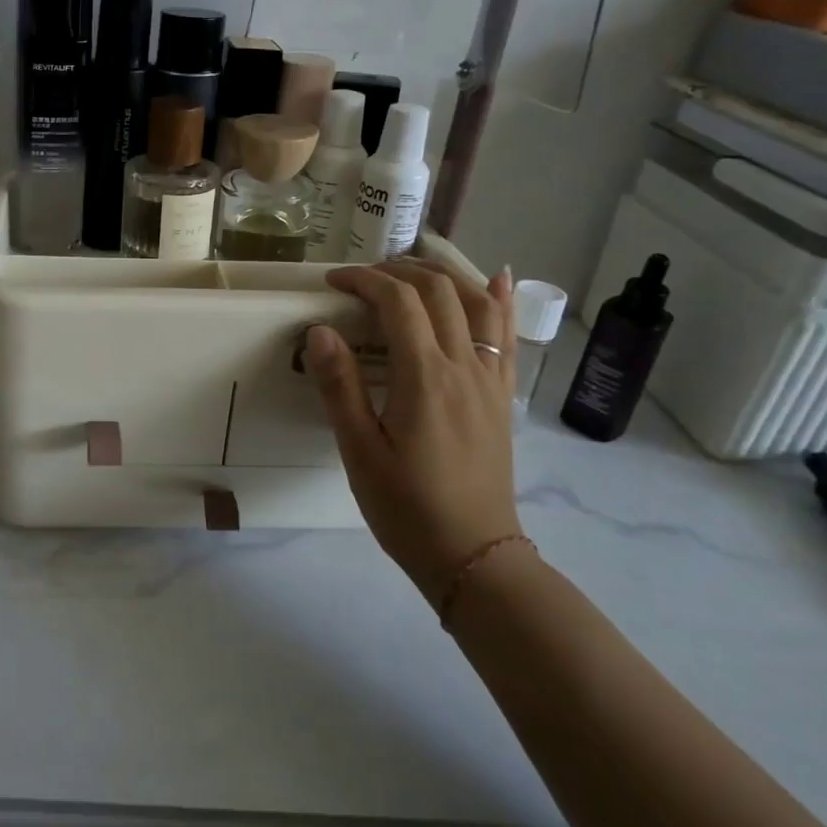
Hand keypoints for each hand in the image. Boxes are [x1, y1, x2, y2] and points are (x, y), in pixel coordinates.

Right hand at [305, 259, 520, 605]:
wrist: (473, 555)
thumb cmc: (406, 507)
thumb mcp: (360, 451)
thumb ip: (340, 386)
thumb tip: (319, 330)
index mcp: (425, 378)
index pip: (398, 302)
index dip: (364, 280)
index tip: (333, 281)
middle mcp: (465, 367)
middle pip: (439, 291)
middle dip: (397, 271)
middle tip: (362, 278)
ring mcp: (491, 379)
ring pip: (477, 303)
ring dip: (443, 275)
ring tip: (410, 270)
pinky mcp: (501, 395)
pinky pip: (507, 335)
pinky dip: (499, 300)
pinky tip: (497, 280)